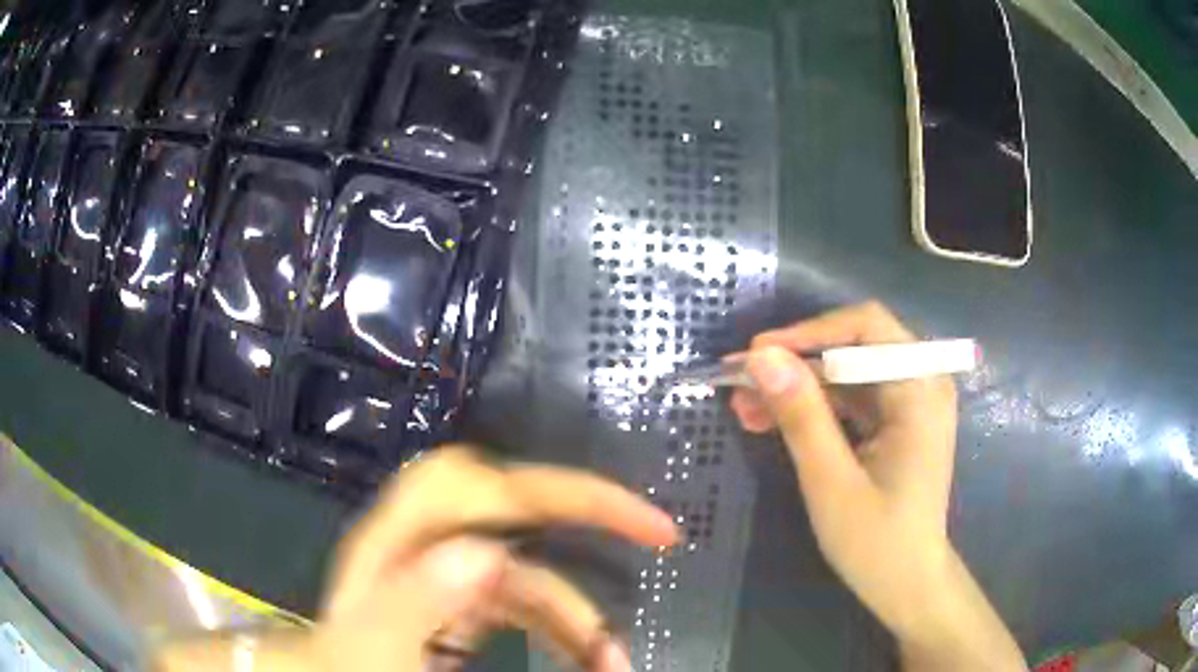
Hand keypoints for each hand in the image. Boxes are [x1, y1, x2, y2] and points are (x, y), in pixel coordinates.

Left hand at [154, 447, 676, 671]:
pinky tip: (586, 658)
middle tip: (659, 535)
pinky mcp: (462, 600)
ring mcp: (449, 569)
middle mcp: (432, 541)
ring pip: (533, 574)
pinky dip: (561, 630)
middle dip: (591, 519)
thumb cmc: (342, 665)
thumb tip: (489, 553)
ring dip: (580, 616)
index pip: (492, 485)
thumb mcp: (371, 646)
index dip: (566, 489)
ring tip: (614, 662)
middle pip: (522, 509)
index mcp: (405, 538)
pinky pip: (525, 604)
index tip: (637, 518)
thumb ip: (416, 600)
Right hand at [730, 302, 1024, 670]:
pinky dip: (814, 407)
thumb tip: (760, 357)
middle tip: (742, 385)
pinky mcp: (897, 421)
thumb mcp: (831, 482)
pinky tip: (773, 421)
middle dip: (797, 363)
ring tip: (746, 408)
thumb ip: (801, 415)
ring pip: (847, 372)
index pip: (867, 327)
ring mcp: (911, 402)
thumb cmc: (876, 542)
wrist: (908, 584)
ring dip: (798, 386)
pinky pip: (851, 397)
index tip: (757, 355)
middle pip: (855, 346)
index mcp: (920, 392)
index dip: (809, 332)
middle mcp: (923, 383)